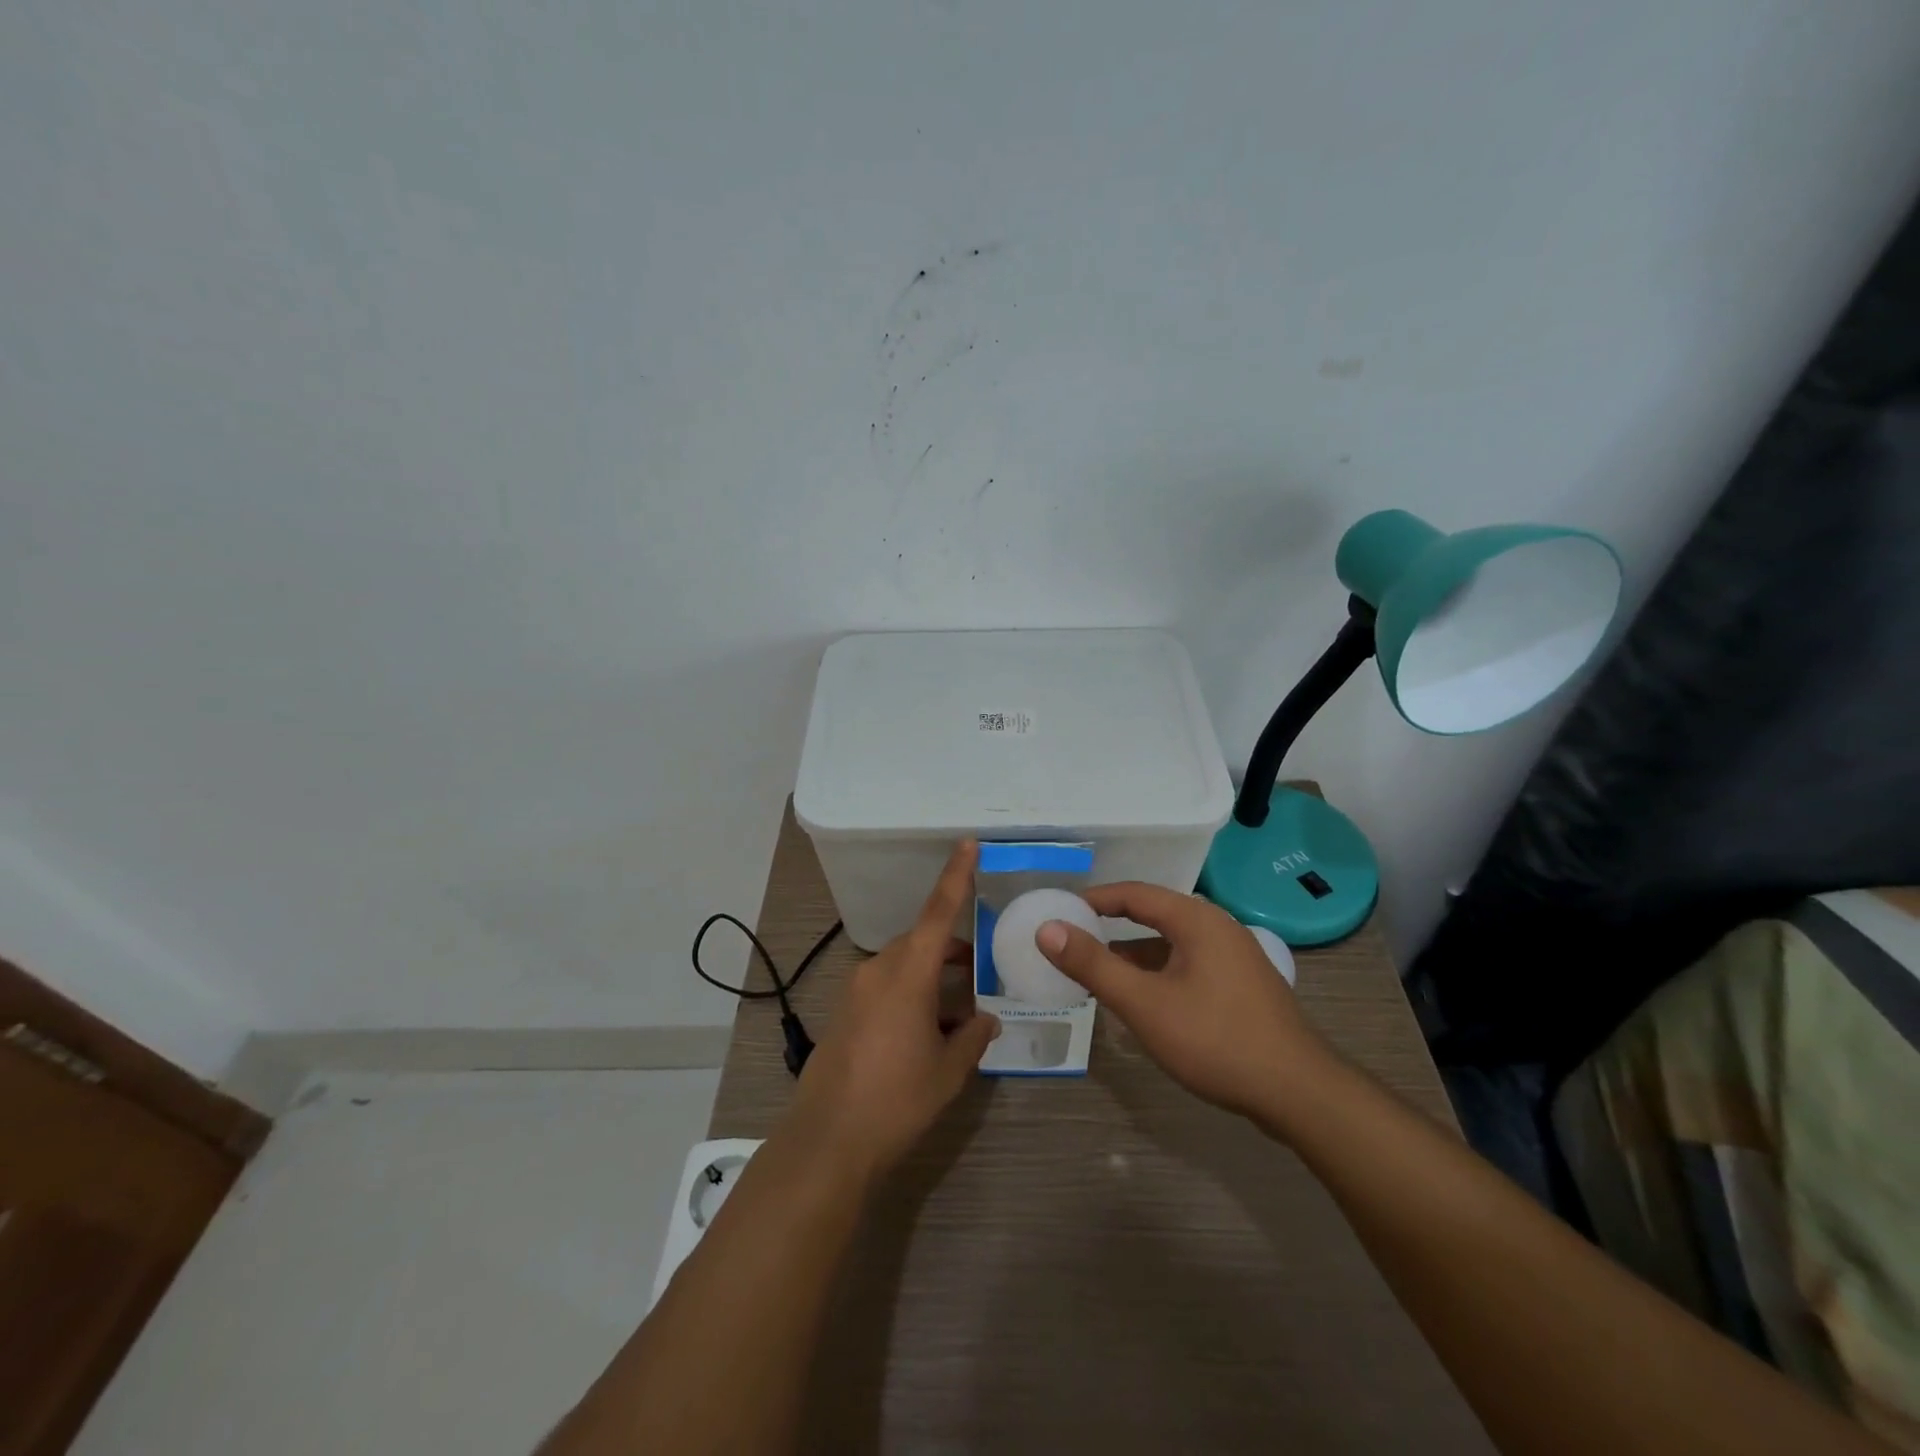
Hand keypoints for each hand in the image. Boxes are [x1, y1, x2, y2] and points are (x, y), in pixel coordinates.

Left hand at [786, 841, 999, 1180]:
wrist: (827, 1140)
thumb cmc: (896, 1099)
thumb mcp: (947, 1070)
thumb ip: (972, 1038)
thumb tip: (986, 1020)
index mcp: (907, 973)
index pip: (938, 912)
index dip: (956, 876)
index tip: (968, 844)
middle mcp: (878, 970)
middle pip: (920, 943)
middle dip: (950, 952)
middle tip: (980, 974)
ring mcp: (856, 990)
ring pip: (902, 966)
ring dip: (930, 977)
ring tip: (957, 1011)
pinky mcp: (843, 1012)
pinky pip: (884, 986)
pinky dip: (909, 994)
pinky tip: (925, 1032)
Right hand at [1036, 884, 1336, 1130]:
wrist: (1299, 1093)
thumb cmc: (1216, 1040)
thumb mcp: (1144, 1003)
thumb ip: (1094, 965)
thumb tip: (1047, 929)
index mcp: (1196, 919)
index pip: (1134, 894)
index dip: (1094, 899)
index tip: (1061, 911)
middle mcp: (1218, 928)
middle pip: (1154, 915)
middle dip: (1112, 927)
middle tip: (1075, 941)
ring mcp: (1235, 957)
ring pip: (1172, 944)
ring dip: (1136, 955)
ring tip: (1100, 973)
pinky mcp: (1243, 986)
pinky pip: (1189, 965)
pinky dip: (1159, 973)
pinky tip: (1145, 1000)